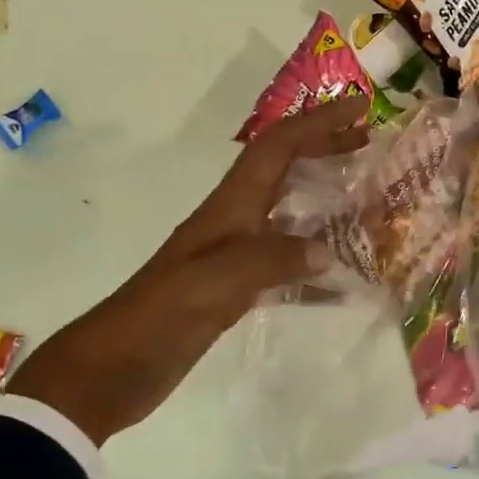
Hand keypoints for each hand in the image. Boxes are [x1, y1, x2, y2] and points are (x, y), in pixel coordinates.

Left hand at [8, 100, 369, 446]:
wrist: (110, 371)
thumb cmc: (156, 317)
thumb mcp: (212, 284)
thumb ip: (270, 261)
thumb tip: (328, 252)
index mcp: (228, 208)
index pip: (277, 148)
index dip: (318, 123)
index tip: (361, 108)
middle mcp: (234, 222)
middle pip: (284, 169)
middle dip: (324, 148)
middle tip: (369, 143)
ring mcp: (234, 257)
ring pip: (287, 213)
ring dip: (324, 199)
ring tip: (366, 202)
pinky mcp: (235, 290)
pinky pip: (286, 264)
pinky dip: (315, 264)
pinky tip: (343, 282)